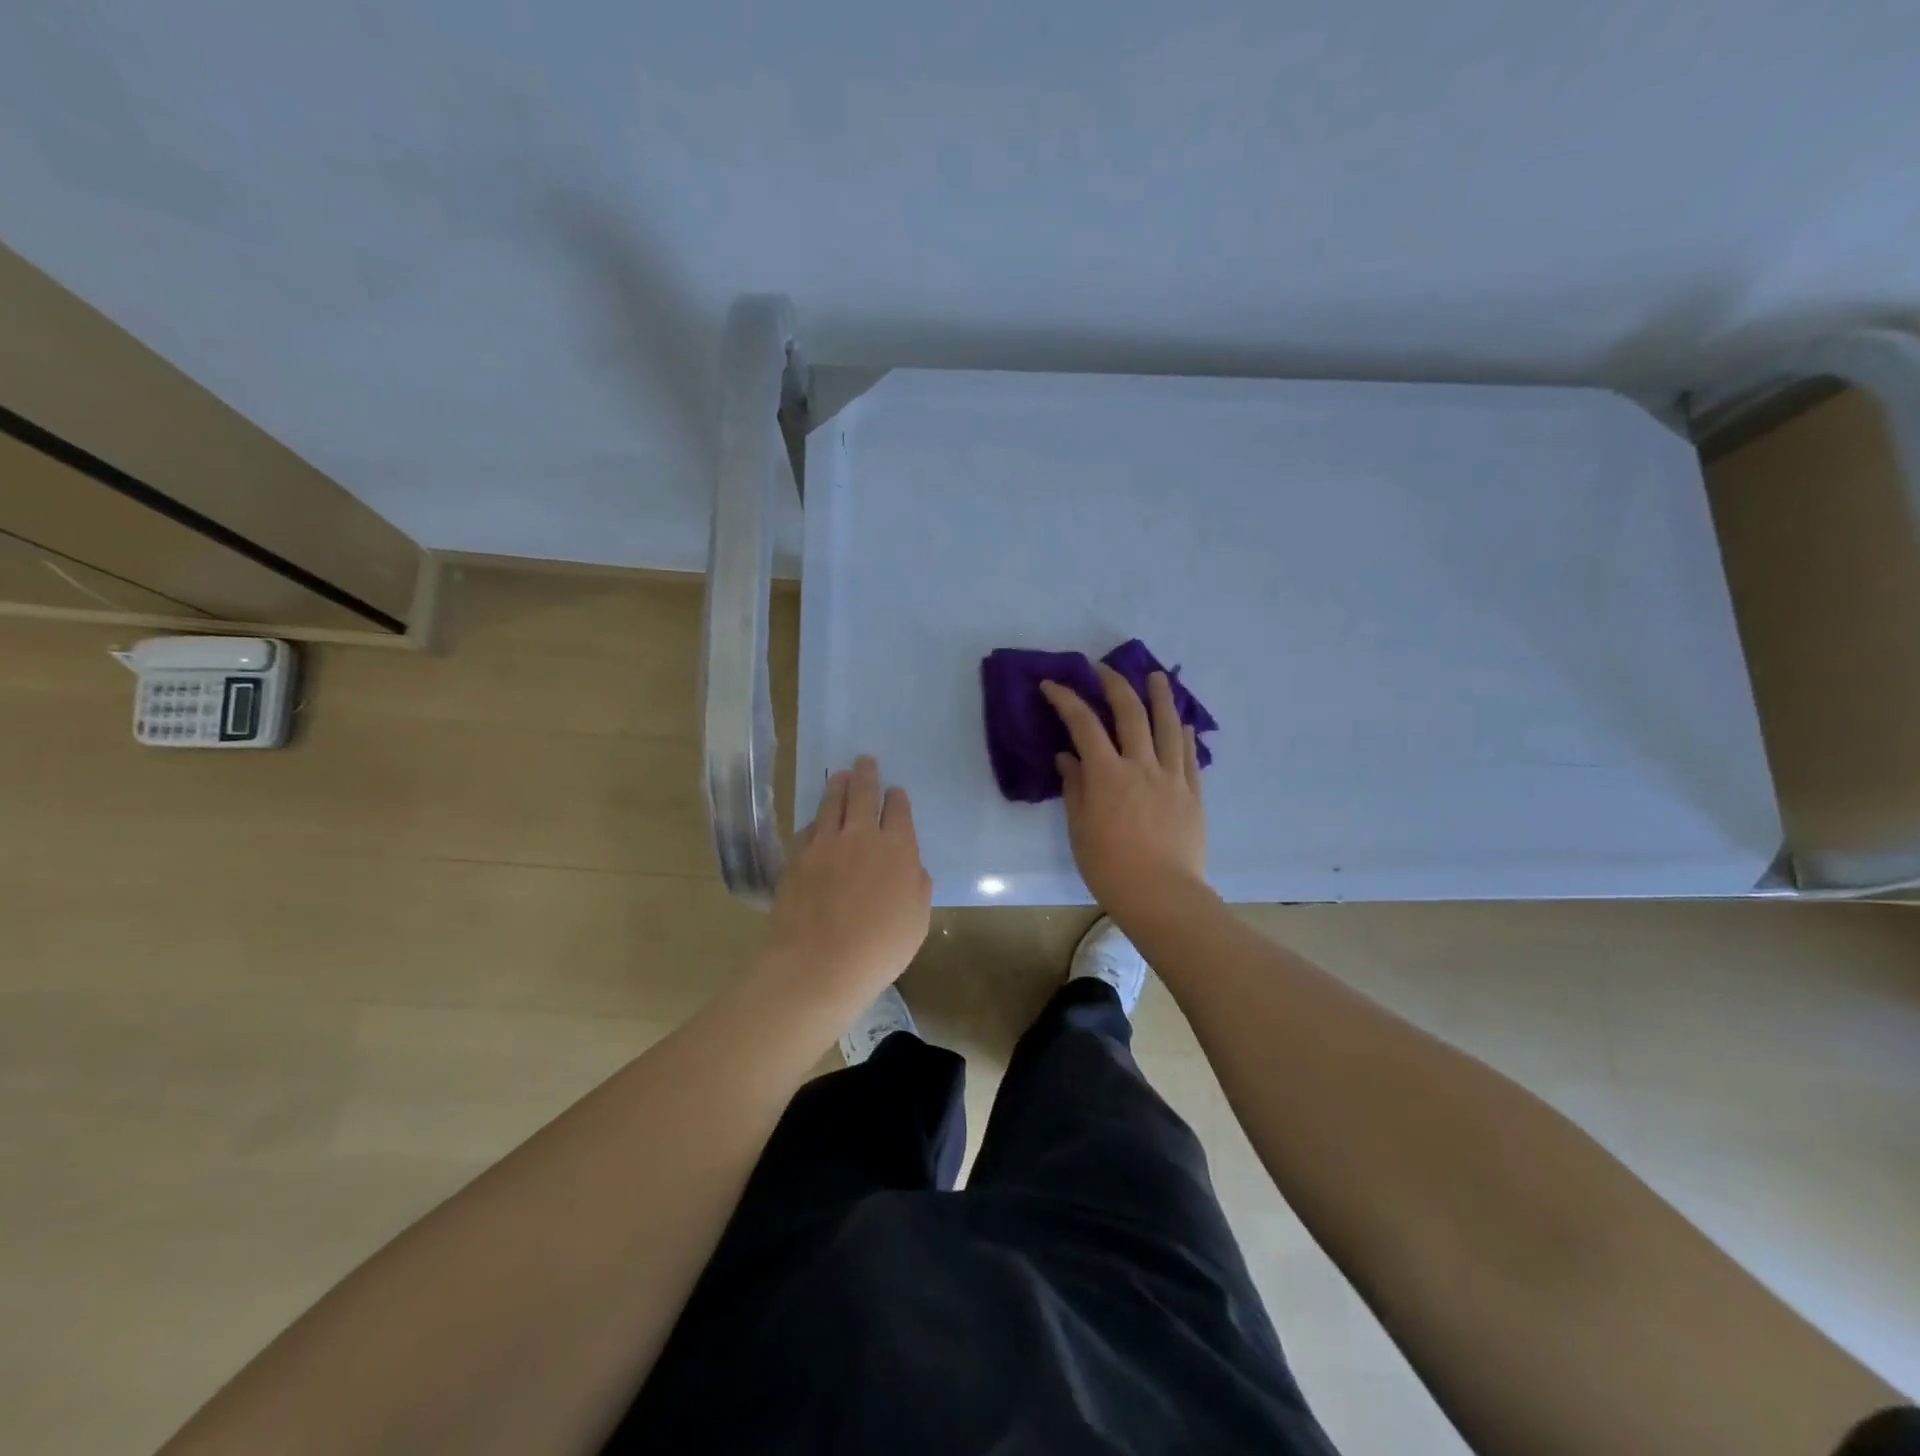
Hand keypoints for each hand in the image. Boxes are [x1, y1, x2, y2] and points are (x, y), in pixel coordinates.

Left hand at [765, 755, 931, 1006]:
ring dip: (838, 785)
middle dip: (867, 775)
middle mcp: (862, 836)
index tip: (895, 792)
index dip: (897, 798)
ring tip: (840, 775)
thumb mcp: (917, 922)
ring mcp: (825, 843)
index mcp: (898, 850)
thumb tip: (912, 868)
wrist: (818, 964)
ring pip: (832, 802)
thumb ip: (918, 887)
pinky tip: (816, 819)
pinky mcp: (797, 856)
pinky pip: (809, 827)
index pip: (898, 810)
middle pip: (864, 794)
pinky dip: (816, 818)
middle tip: (865, 761)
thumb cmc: (878, 949)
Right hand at [1040, 667, 1207, 917]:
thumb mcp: (1080, 828)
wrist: (1161, 895)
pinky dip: (1185, 734)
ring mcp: (1172, 777)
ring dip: (1161, 697)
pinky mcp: (1193, 794)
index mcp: (1107, 774)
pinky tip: (1184, 722)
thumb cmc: (1109, 867)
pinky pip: (1190, 755)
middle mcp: (1141, 766)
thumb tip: (1068, 757)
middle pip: (1130, 713)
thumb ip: (1075, 788)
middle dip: (1115, 684)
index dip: (1066, 700)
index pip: (1083, 724)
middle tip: (1104, 668)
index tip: (1051, 685)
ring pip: (1168, 726)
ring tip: (1156, 677)